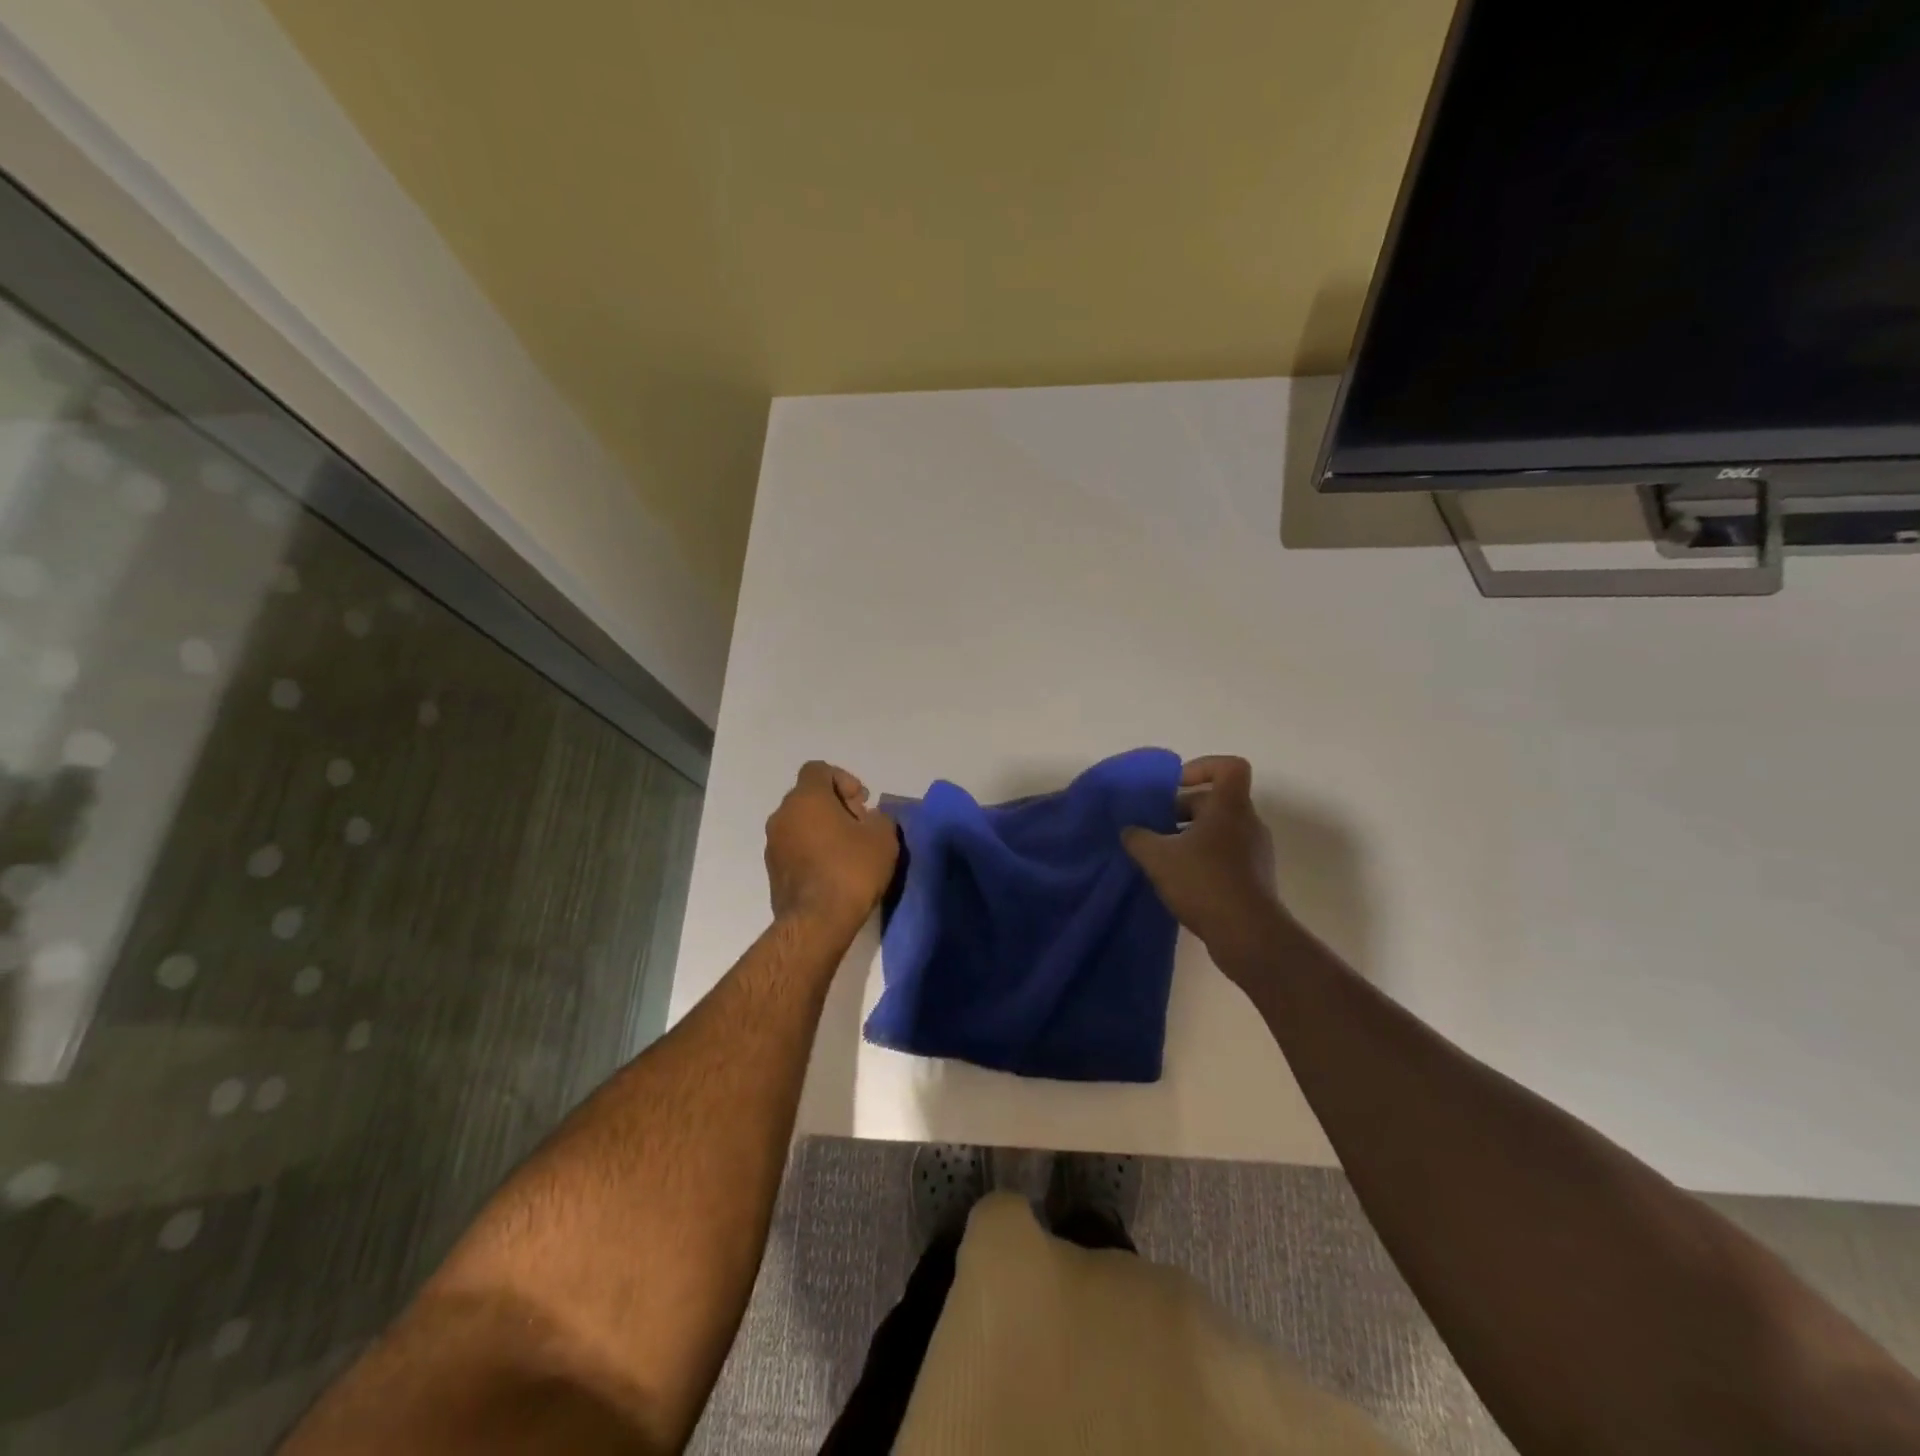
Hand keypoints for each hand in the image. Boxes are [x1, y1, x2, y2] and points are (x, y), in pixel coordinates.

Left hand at [764, 761, 898, 932]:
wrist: (817, 922)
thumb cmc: (852, 869)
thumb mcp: (883, 837)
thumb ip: (879, 817)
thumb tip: (869, 819)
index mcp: (806, 798)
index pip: (818, 770)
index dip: (843, 779)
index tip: (862, 802)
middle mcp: (782, 815)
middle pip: (809, 796)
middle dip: (836, 805)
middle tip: (860, 826)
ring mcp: (773, 844)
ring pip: (800, 823)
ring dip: (823, 829)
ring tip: (849, 852)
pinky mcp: (772, 871)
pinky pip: (795, 848)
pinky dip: (812, 850)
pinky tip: (834, 871)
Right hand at [1122, 756, 1283, 970]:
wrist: (1249, 935)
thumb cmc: (1204, 882)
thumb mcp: (1158, 857)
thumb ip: (1139, 838)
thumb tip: (1129, 830)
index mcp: (1230, 807)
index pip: (1229, 767)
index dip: (1201, 768)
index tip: (1175, 786)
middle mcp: (1248, 823)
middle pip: (1216, 801)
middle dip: (1182, 810)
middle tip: (1155, 828)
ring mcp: (1255, 852)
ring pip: (1219, 830)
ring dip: (1190, 837)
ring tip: (1162, 857)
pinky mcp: (1255, 878)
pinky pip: (1226, 855)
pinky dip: (1203, 859)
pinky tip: (1180, 881)